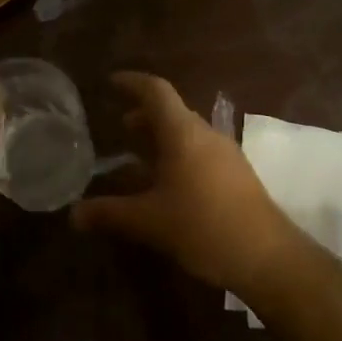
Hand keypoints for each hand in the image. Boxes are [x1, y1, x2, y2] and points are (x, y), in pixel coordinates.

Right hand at [72, 72, 297, 294]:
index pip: (156, 91)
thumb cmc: (204, 227)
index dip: (132, 83)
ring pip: (188, 133)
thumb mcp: (149, 221)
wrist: (269, 258)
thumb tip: (73, 214)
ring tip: (138, 156)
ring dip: (162, 137)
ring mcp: (225, 154)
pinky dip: (177, 155)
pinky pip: (200, 152)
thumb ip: (110, 213)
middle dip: (144, 115)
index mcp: (183, 133)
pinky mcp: (237, 175)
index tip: (112, 82)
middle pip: (172, 111)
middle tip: (119, 126)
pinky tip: (167, 184)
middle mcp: (205, 135)